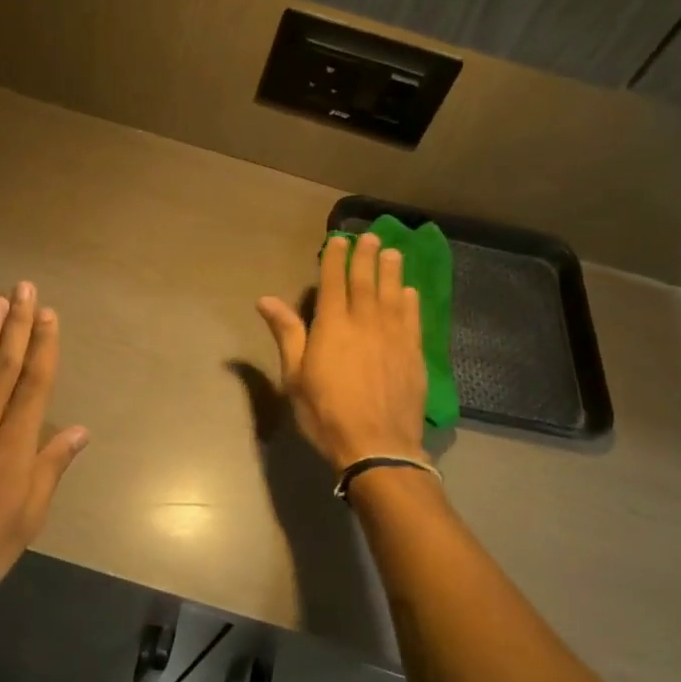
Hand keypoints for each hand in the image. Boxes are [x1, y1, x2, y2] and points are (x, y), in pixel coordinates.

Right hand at [257, 232, 427, 467]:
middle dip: (366, 256)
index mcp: (333, 325)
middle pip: (366, 281)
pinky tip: (409, 291)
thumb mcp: (294, 376)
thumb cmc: (326, 413)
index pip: (334, 282)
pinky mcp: (414, 353)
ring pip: (393, 293)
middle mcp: (365, 322)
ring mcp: (393, 336)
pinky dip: (410, 301)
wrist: (377, 445)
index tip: (338, 240)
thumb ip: (286, 333)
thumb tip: (266, 300)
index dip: (335, 258)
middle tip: (370, 236)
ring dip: (391, 270)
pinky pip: (413, 318)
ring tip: (392, 252)